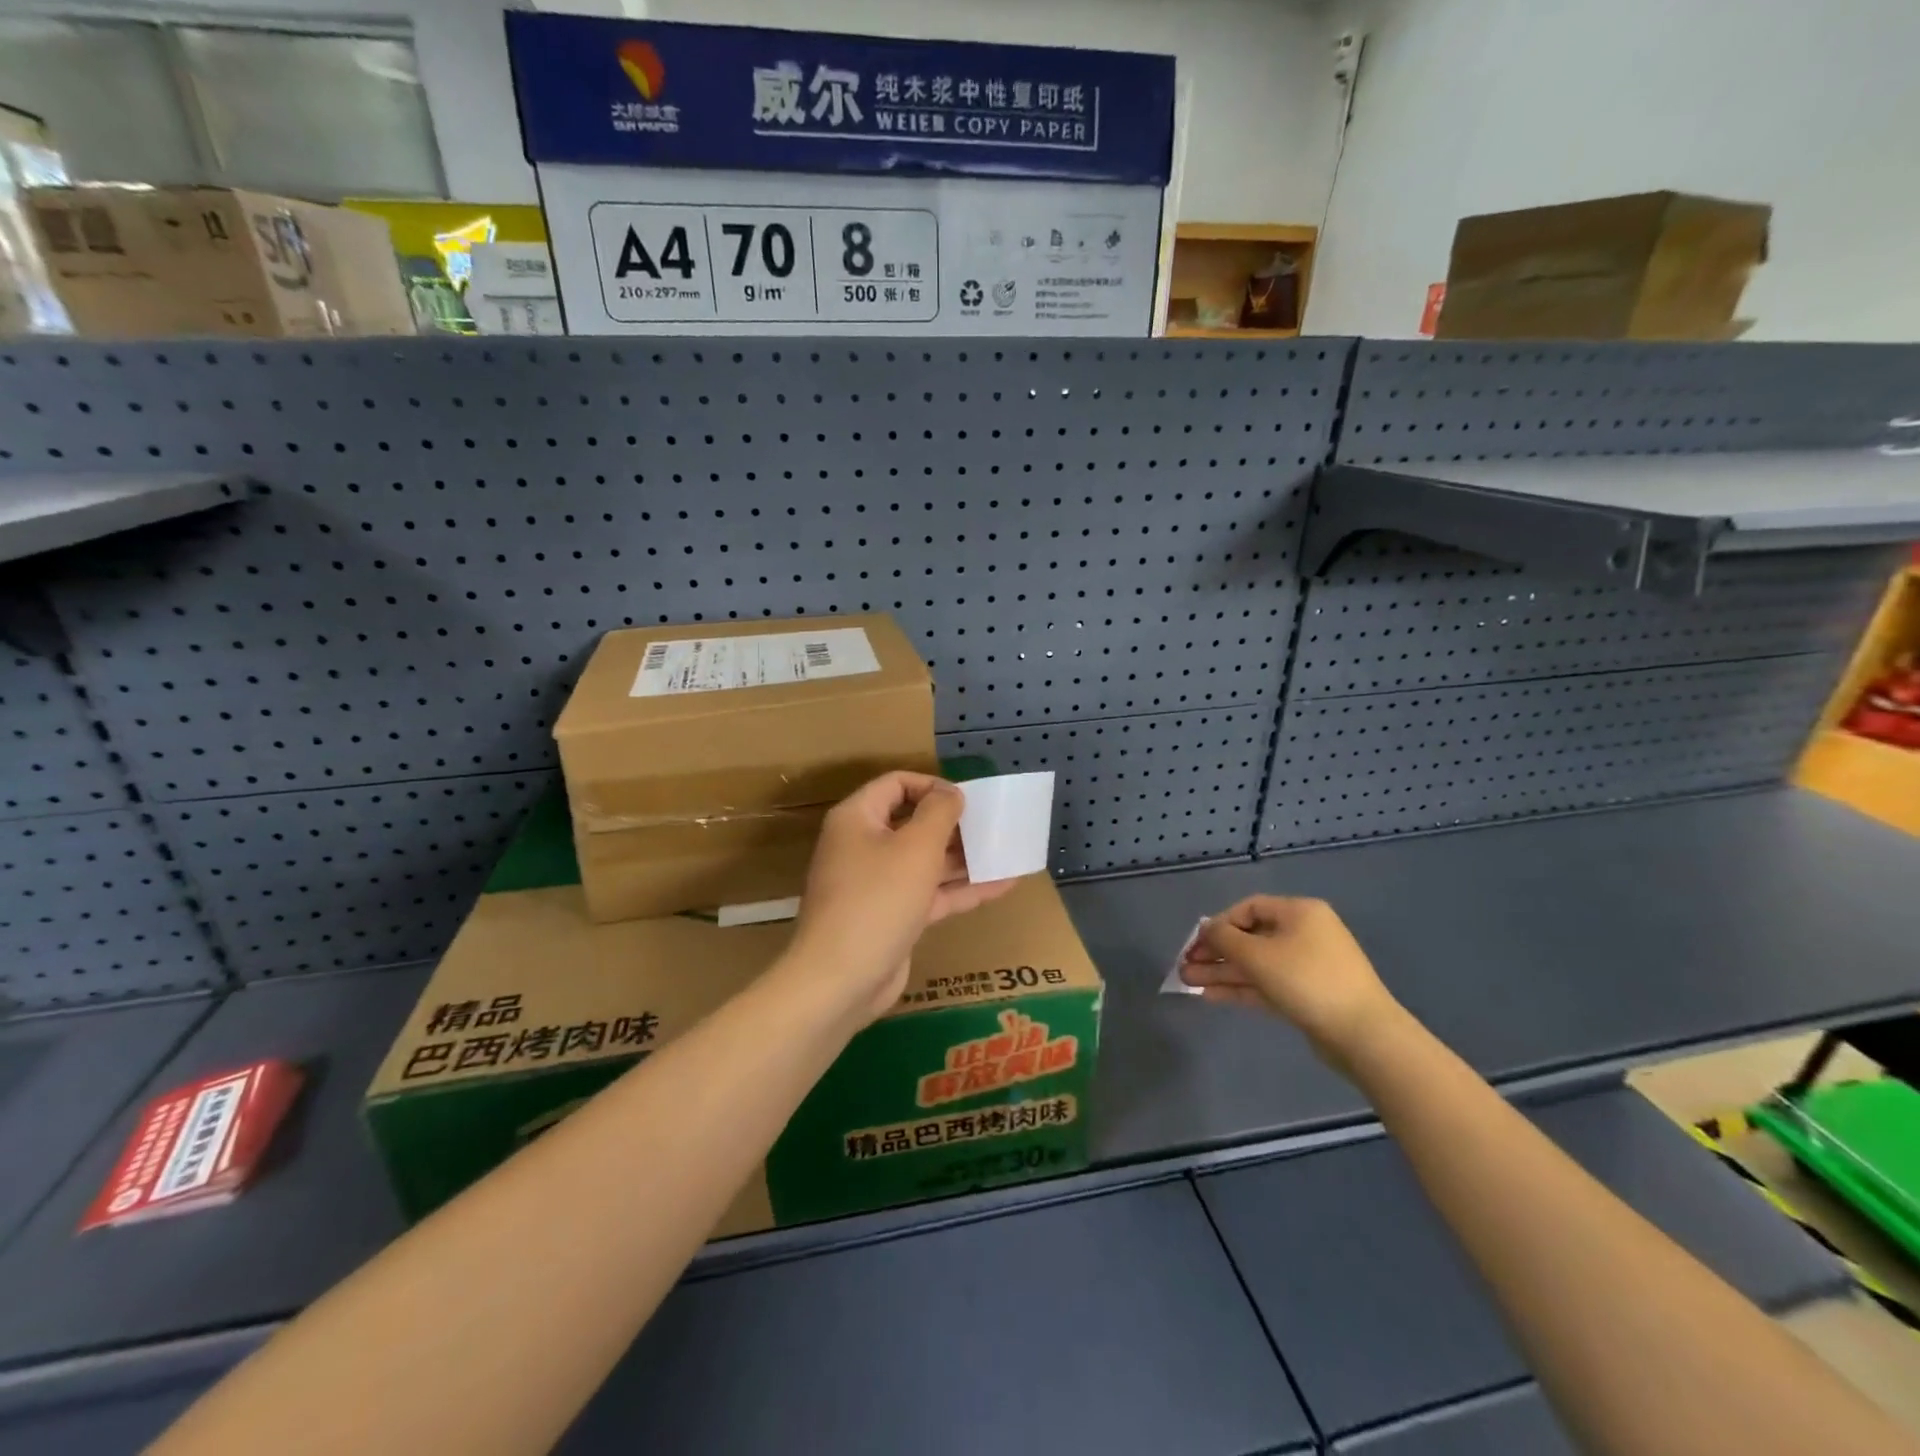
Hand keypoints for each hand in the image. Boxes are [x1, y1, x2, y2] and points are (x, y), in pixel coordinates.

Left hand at [787, 771, 1017, 1023]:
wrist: (840, 980)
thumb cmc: (878, 899)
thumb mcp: (916, 847)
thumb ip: (939, 813)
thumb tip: (951, 793)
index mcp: (858, 818)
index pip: (896, 784)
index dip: (932, 785)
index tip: (967, 800)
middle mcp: (864, 846)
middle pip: (913, 823)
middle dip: (954, 824)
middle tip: (993, 826)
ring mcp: (878, 884)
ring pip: (925, 861)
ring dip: (964, 858)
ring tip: (1005, 852)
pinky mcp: (892, 917)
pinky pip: (930, 894)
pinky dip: (961, 890)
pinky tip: (1002, 886)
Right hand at [1180, 896, 1408, 1071]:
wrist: (1363, 1035)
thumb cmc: (1307, 980)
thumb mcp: (1257, 955)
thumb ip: (1224, 938)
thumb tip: (1207, 930)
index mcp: (1299, 912)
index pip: (1248, 908)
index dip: (1218, 923)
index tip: (1196, 944)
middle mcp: (1304, 933)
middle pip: (1250, 937)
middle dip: (1215, 953)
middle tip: (1185, 967)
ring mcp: (1307, 966)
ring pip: (1255, 964)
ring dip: (1222, 972)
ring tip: (1188, 983)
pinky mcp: (1307, 995)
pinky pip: (1267, 984)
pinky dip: (1241, 988)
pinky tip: (1211, 995)